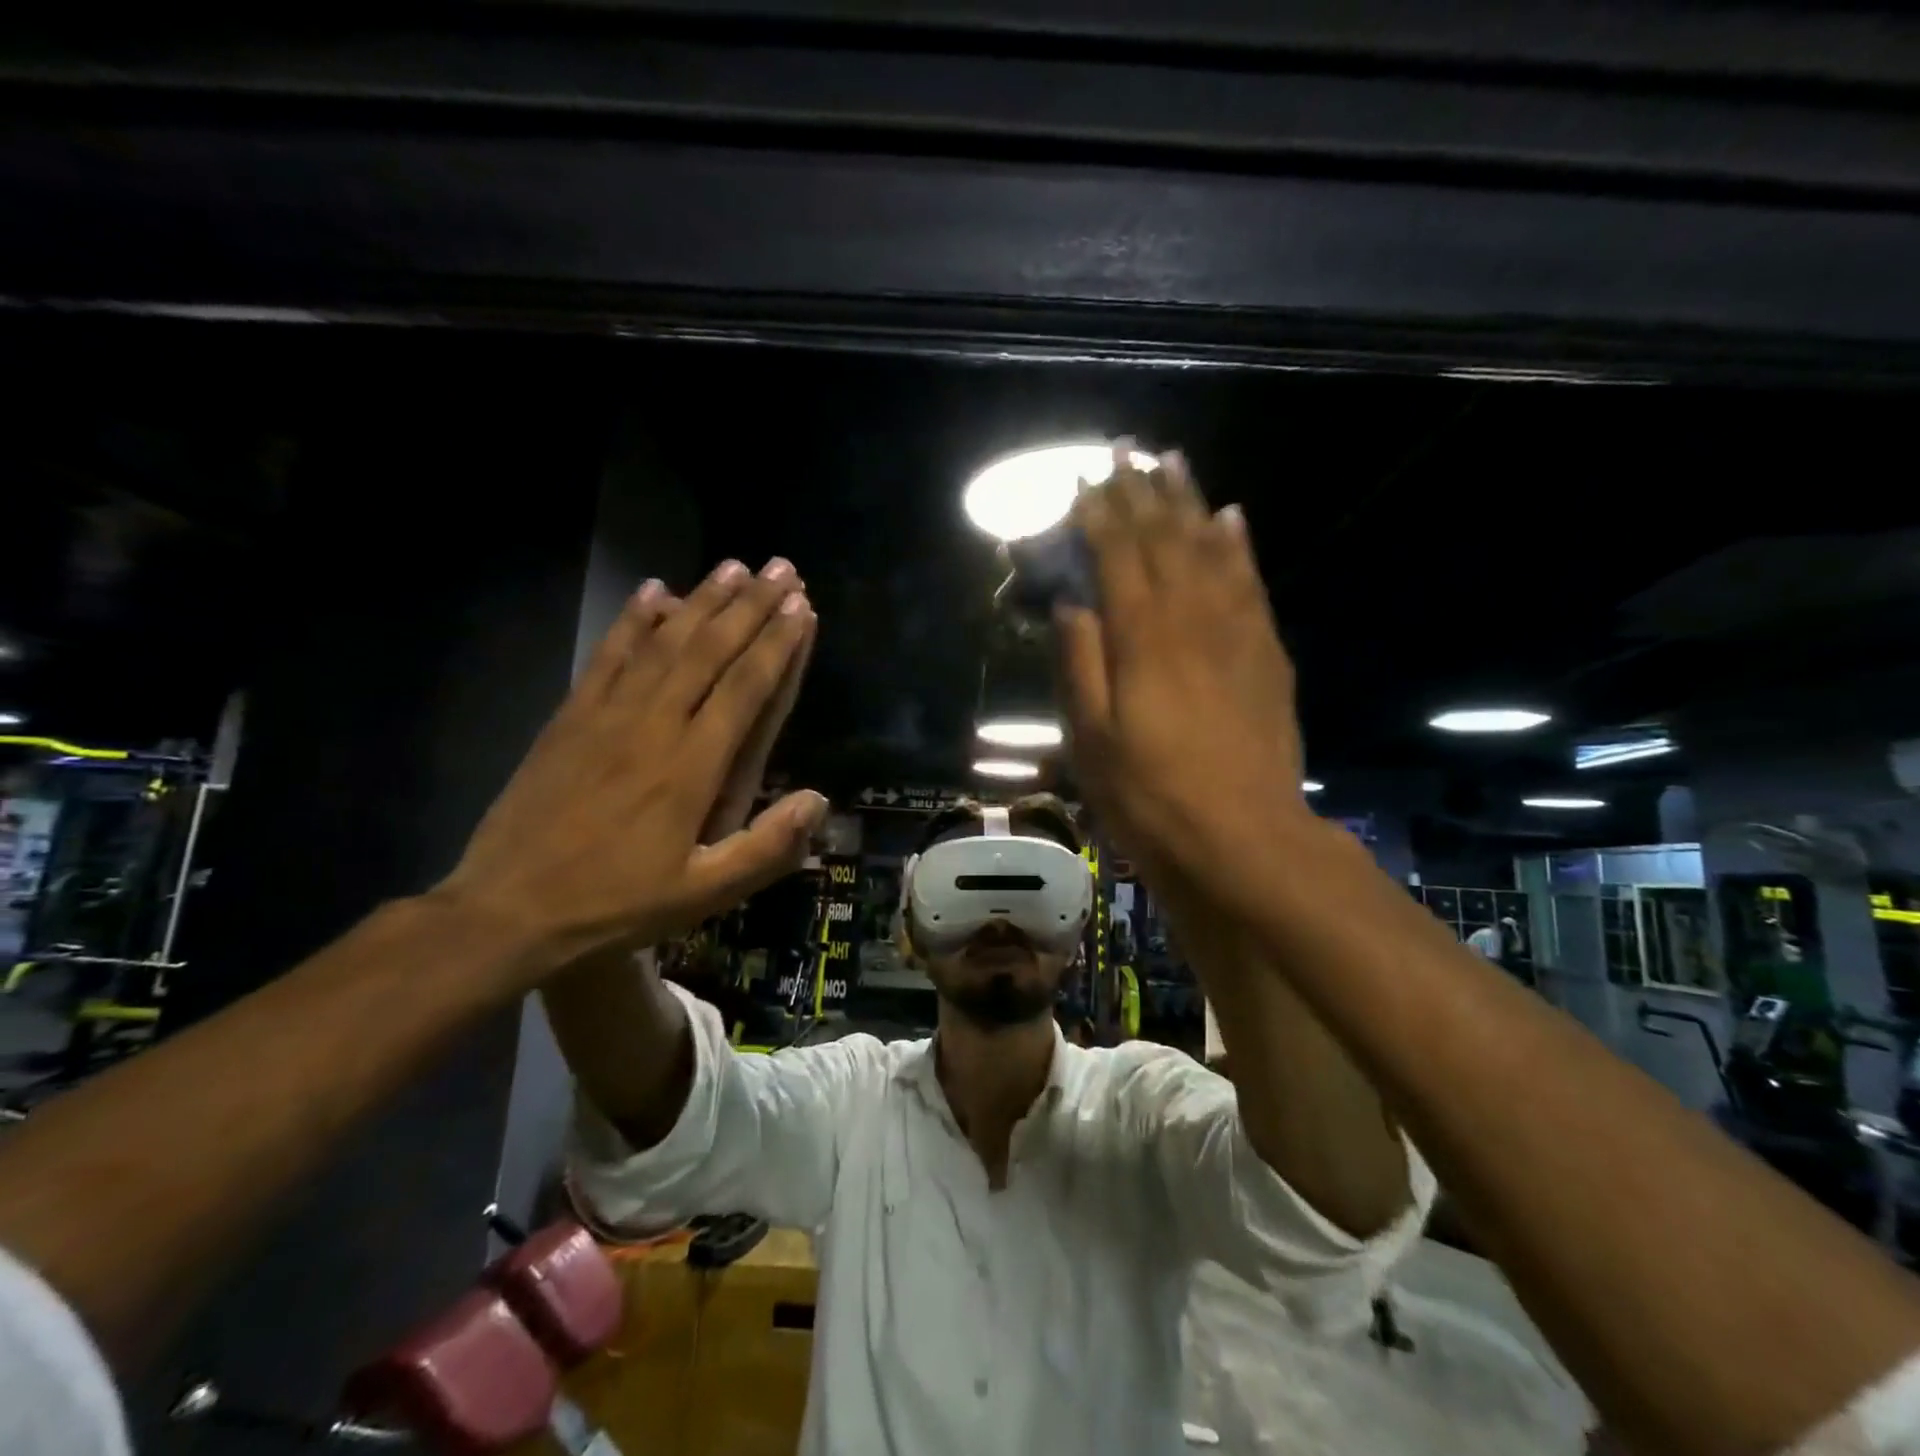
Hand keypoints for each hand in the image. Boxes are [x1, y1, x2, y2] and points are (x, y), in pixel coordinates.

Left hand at [436, 559, 828, 974]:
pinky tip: (653, 592)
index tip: (800, 606)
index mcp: (692, 766)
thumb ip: (766, 848)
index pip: (745, 687)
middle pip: (710, 651)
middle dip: (750, 606)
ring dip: (702, 601)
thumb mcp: (702, 894)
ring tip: (733, 566)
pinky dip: (633, 620)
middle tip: (781, 569)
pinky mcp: (570, 716)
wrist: (507, 910)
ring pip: (664, 642)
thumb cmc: (615, 904)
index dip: (777, 643)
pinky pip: (608, 655)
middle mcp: (654, 725)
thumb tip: (820, 800)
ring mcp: (607, 714)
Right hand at [1054, 447, 1314, 903]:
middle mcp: (1191, 617)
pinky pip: (1251, 582)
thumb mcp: (1090, 738)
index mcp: (1142, 637)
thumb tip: (1071, 602)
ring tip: (1173, 461)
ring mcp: (1237, 631)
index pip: (1116, 555)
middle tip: (1125, 449)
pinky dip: (1238, 544)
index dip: (1098, 513)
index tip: (1083, 478)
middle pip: (1164, 539)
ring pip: (1211, 548)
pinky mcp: (1267, 653)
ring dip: (1189, 501)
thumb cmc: (1149, 795)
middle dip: (1141, 491)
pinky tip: (1232, 518)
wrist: (1243, 839)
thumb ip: (1079, 662)